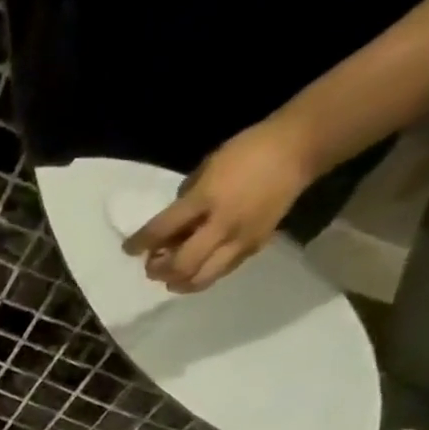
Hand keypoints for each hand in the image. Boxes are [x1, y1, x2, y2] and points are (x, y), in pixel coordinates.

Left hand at [123, 115, 320, 291]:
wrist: (300, 148)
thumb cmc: (247, 151)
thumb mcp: (207, 169)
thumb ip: (185, 201)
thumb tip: (170, 228)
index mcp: (206, 199)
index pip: (161, 230)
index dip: (139, 243)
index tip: (128, 249)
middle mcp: (222, 224)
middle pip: (180, 265)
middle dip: (159, 270)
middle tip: (152, 265)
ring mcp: (240, 239)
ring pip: (201, 278)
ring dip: (179, 282)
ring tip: (172, 275)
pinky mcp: (255, 246)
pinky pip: (221, 272)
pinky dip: (202, 276)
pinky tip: (196, 269)